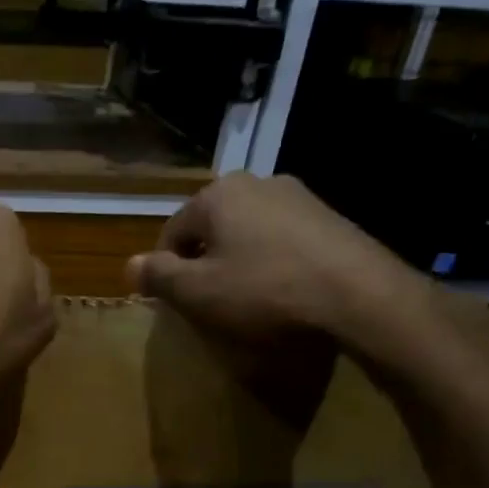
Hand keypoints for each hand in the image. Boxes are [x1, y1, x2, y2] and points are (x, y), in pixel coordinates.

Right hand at [125, 174, 429, 354]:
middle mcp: (256, 183)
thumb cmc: (264, 292)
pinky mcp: (331, 218)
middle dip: (204, 263)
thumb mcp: (197, 292)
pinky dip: (273, 264)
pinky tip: (284, 293)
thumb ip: (157, 276)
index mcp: (217, 195)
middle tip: (210, 303)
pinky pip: (283, 240)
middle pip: (211, 229)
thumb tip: (127, 265)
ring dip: (239, 263)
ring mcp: (299, 197)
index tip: (176, 304)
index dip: (166, 272)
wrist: (361, 296)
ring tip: (248, 301)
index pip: (172, 233)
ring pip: (248, 233)